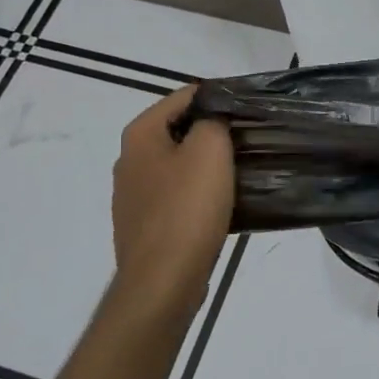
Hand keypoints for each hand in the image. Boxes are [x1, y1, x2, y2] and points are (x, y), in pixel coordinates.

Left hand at [110, 87, 234, 309]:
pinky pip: (176, 197)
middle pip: (178, 131)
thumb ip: (212, 121)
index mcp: (140, 135)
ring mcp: (132, 196)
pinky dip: (198, 194)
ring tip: (241, 171)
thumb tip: (213, 116)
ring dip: (206, 166)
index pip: (182, 97)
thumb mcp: (209, 150)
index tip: (247, 108)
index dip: (217, 97)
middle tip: (249, 138)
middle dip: (211, 132)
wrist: (163, 280)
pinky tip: (222, 204)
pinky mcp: (143, 226)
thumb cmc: (187, 208)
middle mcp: (129, 160)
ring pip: (178, 166)